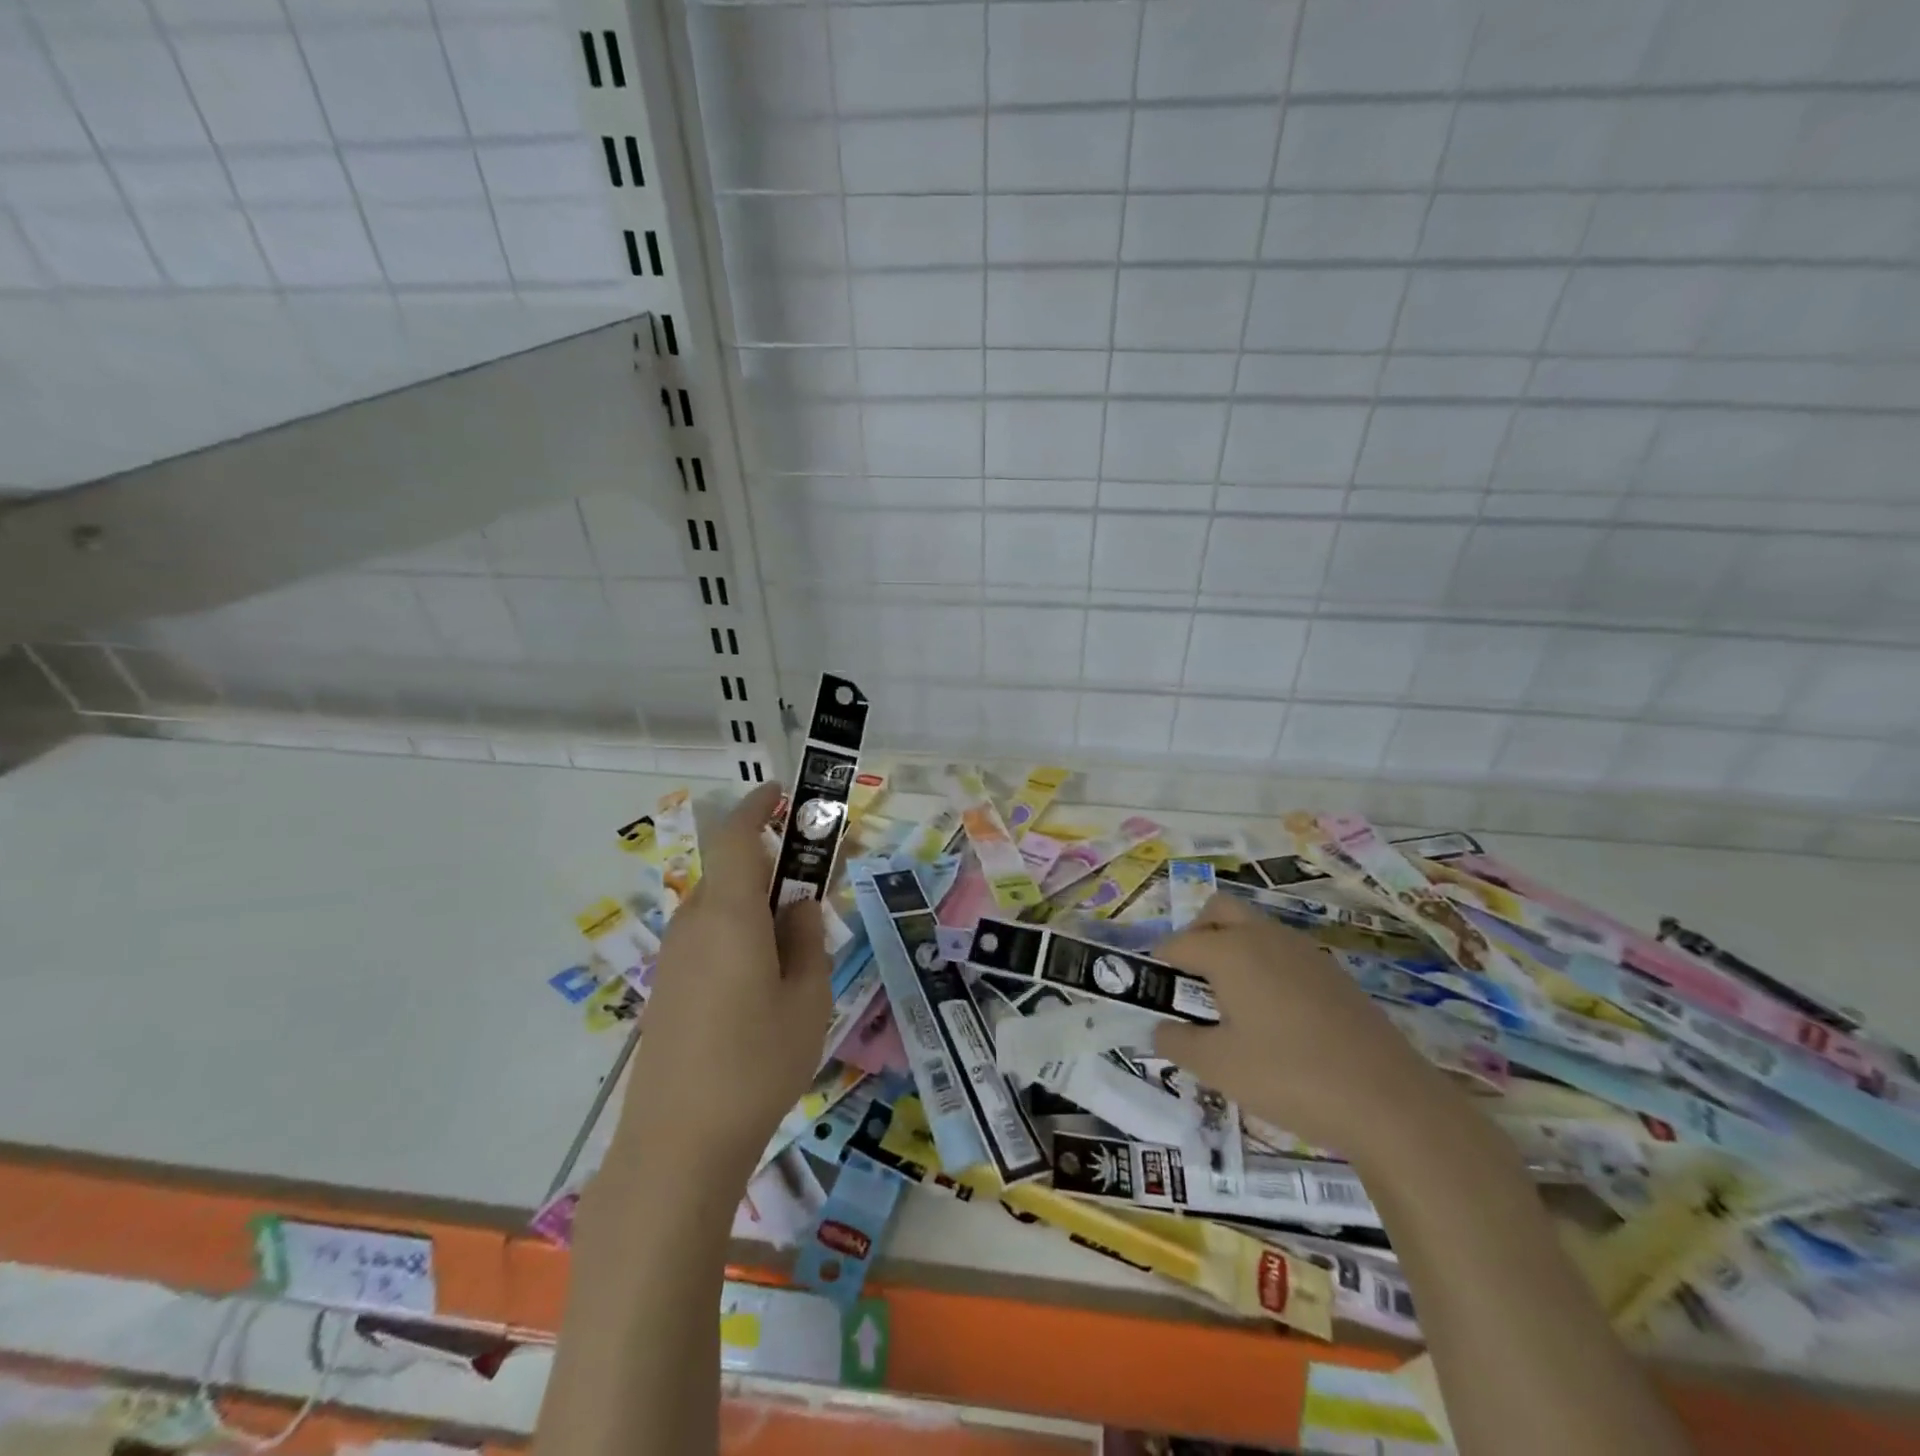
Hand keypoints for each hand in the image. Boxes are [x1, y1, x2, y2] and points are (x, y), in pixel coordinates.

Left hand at [620, 782, 833, 1179]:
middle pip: (734, 872)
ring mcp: (675, 958)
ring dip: (759, 906)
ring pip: (722, 908)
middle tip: (819, 891)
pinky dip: (741, 935)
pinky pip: (709, 939)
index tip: (784, 795)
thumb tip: (799, 907)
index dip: (758, 807)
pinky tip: (765, 983)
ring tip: (800, 946)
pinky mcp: (668, 989)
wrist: (677, 1146)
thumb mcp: (808, 997)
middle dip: (776, 868)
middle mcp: (694, 924)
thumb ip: (808, 939)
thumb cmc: (756, 1063)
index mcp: (729, 914)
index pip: (737, 836)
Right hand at [1152, 893, 1452, 1161]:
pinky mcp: (1332, 973)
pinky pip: (1282, 953)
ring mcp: (1303, 952)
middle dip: (1195, 936)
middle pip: (1218, 912)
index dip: (1158, 967)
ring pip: (1254, 928)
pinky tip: (1273, 1018)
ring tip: (1230, 1005)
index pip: (1177, 943)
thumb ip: (1177, 1042)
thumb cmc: (1289, 1076)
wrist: (1389, 1101)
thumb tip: (1161, 1028)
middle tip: (1191, 984)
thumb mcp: (1218, 1066)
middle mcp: (1264, 937)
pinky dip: (1264, 967)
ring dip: (1231, 949)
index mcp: (1230, 951)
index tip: (1153, 997)